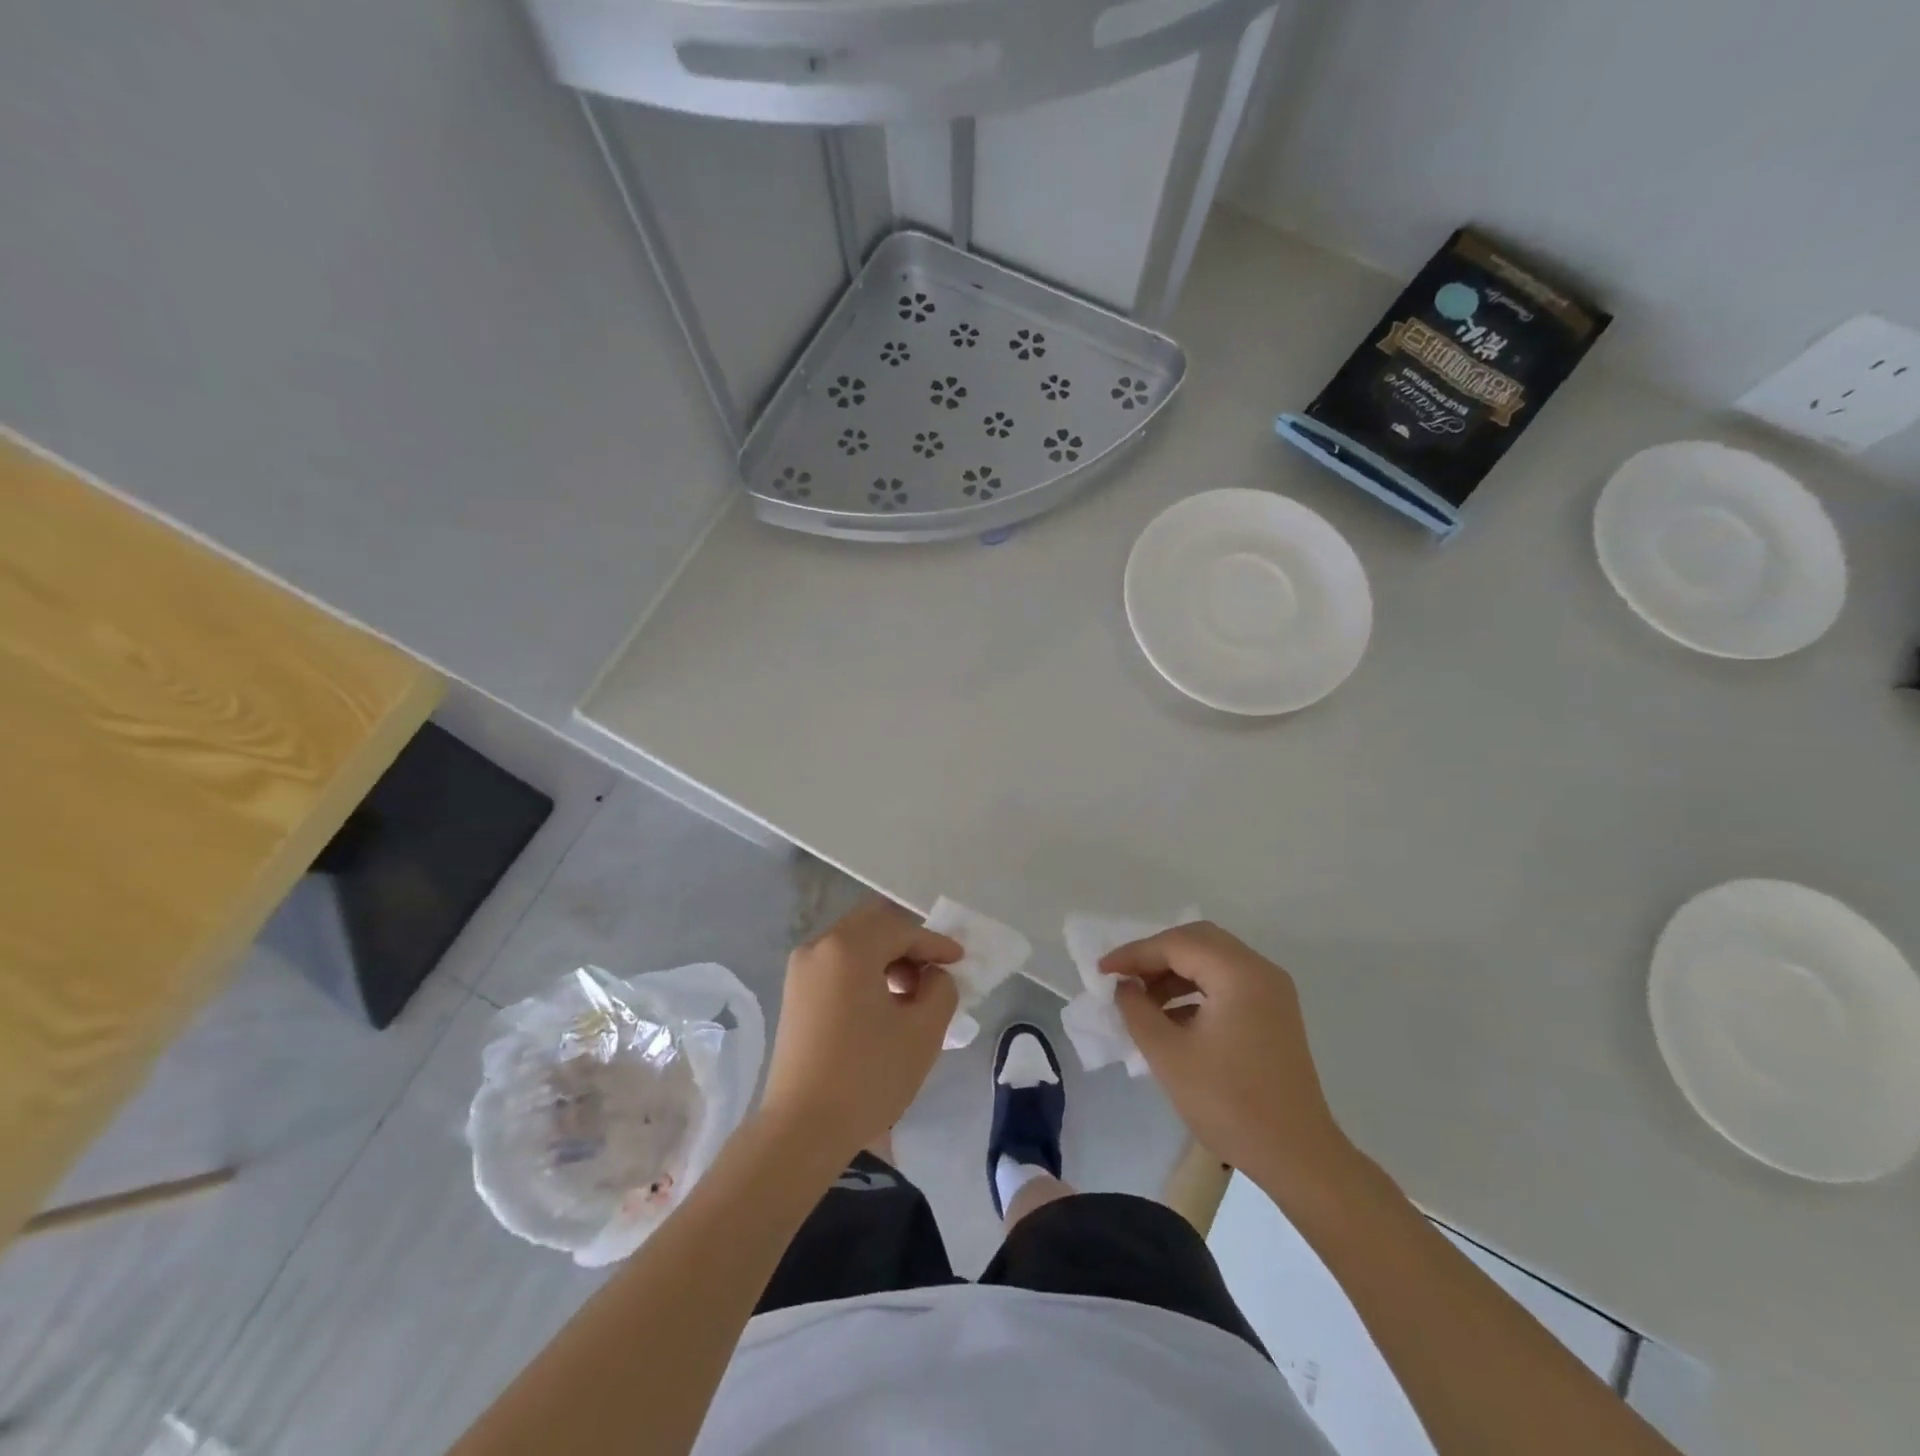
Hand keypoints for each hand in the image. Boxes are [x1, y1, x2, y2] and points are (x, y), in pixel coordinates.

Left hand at [758, 898, 960, 1166]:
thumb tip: (933, 976)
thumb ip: (941, 989)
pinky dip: (864, 971)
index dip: (935, 943)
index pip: (901, 929)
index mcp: (848, 947)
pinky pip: (837, 964)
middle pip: (873, 925)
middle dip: (908, 943)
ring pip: (854, 943)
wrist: (801, 1130)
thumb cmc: (868, 1076)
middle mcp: (819, 947)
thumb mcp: (922, 1032)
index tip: (960, 960)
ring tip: (911, 994)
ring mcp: (801, 970)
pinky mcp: (794, 994)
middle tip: (934, 971)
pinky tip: (882, 1004)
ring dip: (886, 957)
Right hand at [1102, 922, 1355, 1200]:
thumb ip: (1137, 1010)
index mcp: (1238, 973)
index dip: (1134, 954)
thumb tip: (1124, 986)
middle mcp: (1259, 971)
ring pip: (1213, 960)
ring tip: (1143, 1000)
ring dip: (1174, 972)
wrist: (1298, 1157)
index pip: (1176, 944)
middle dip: (1155, 956)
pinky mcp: (1274, 1013)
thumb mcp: (1168, 1055)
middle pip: (1197, 941)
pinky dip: (1196, 989)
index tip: (1101, 972)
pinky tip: (1172, 1017)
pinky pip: (1227, 982)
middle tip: (1124, 979)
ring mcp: (1272, 992)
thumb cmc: (1230, 1103)